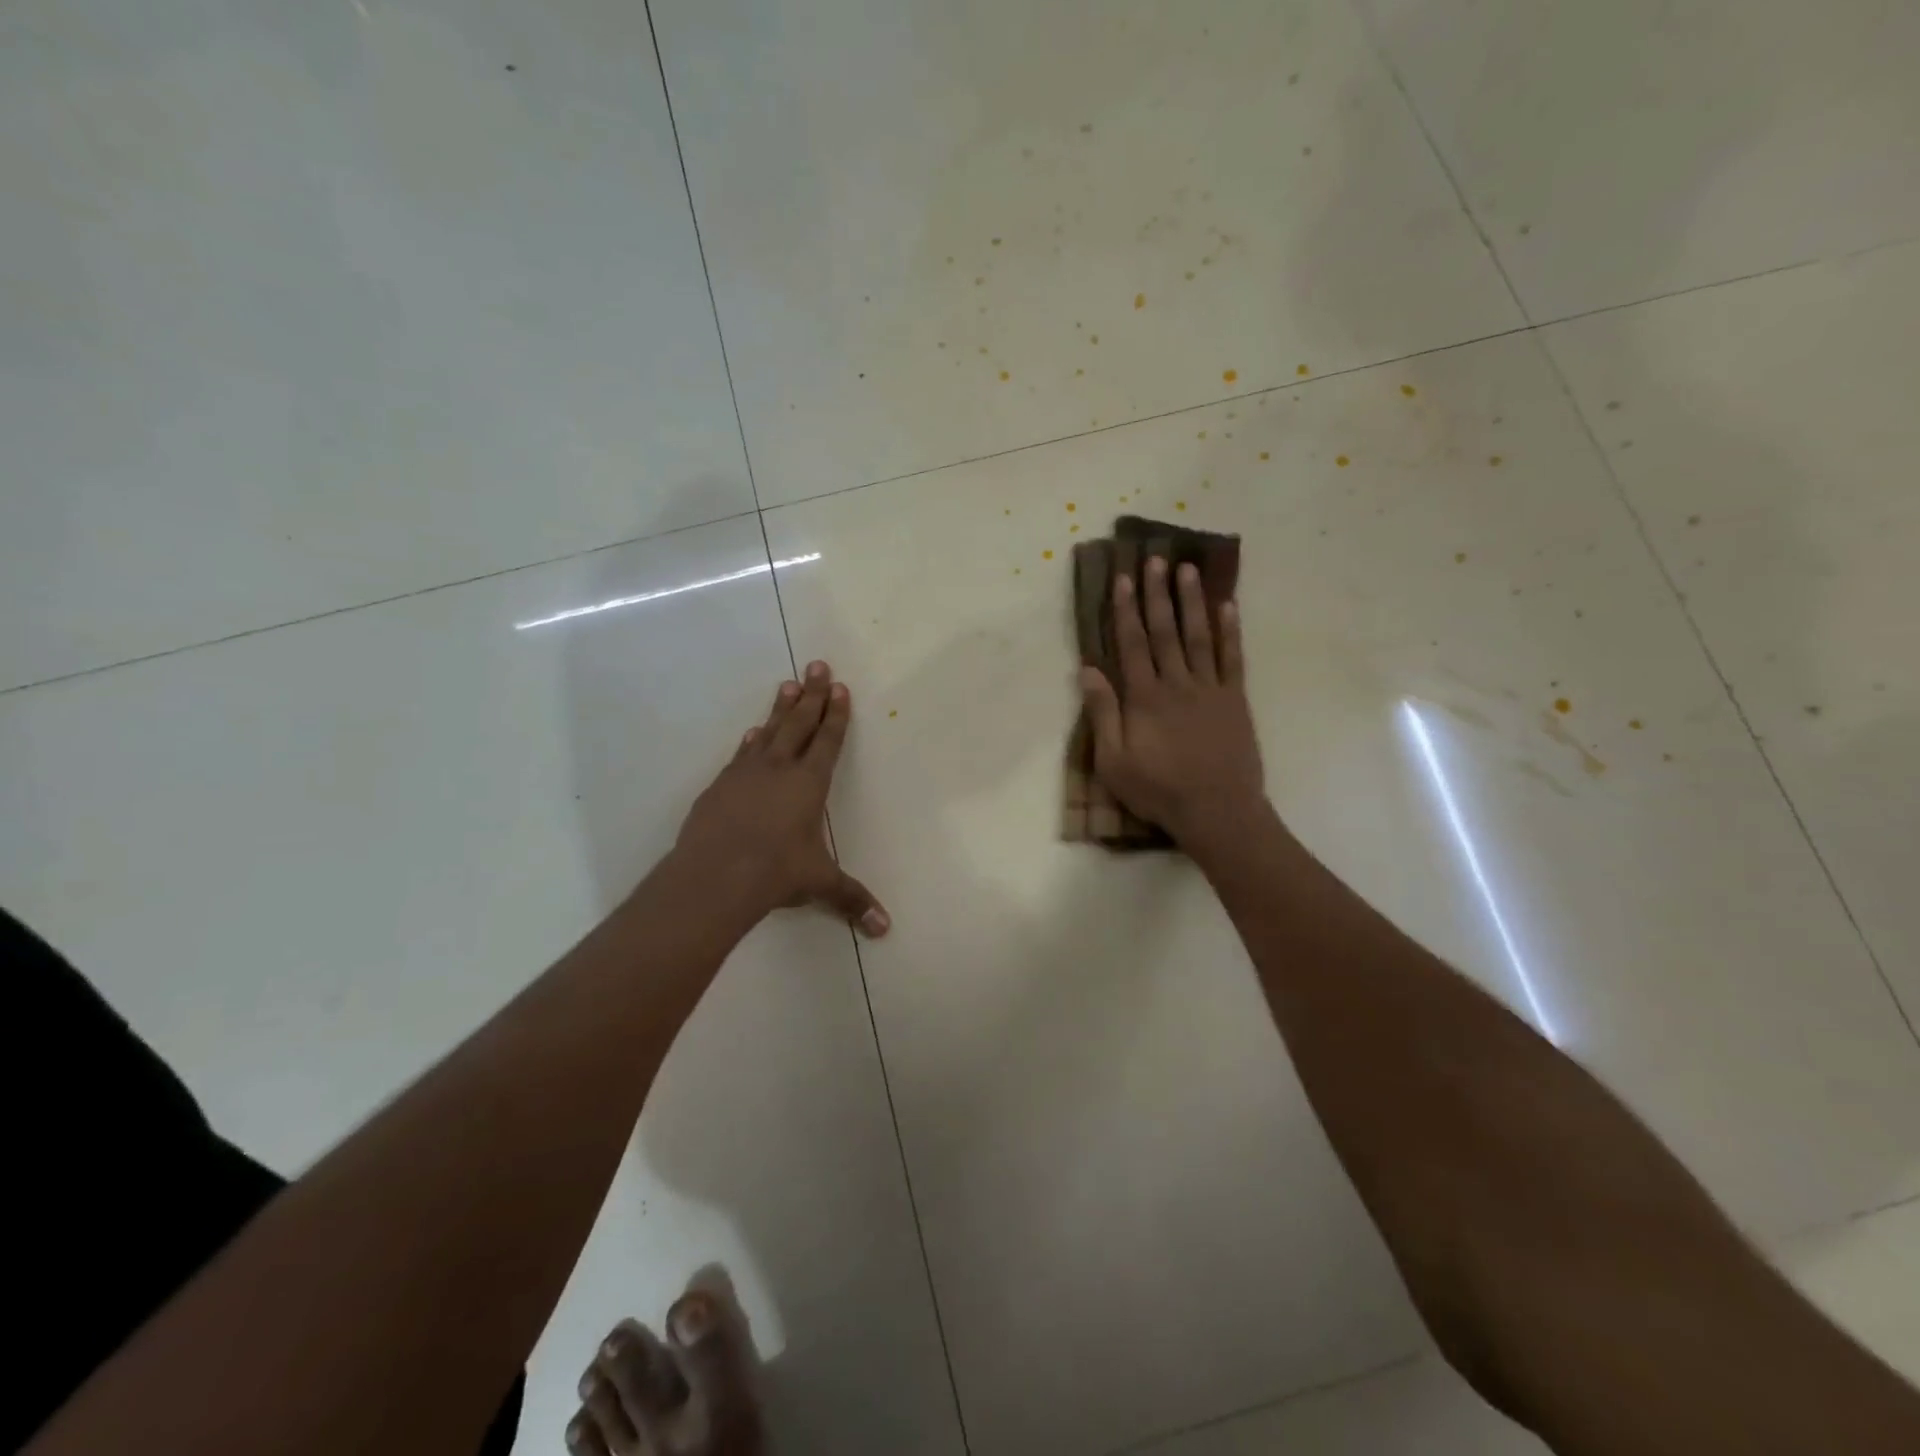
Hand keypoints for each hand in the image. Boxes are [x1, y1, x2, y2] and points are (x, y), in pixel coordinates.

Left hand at [672, 660, 889, 935]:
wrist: (714, 876)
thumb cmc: (776, 873)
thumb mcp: (819, 883)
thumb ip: (852, 899)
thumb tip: (885, 929)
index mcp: (809, 784)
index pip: (828, 741)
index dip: (836, 714)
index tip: (839, 687)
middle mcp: (779, 769)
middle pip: (799, 723)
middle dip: (812, 694)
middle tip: (817, 664)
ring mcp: (746, 774)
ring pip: (769, 731)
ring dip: (781, 709)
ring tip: (787, 684)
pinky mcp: (720, 786)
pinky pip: (741, 754)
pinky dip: (751, 741)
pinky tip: (752, 733)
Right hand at [1080, 557, 1266, 856]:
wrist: (1217, 811)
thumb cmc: (1158, 790)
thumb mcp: (1113, 761)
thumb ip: (1102, 713)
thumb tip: (1088, 669)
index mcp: (1144, 698)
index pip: (1132, 644)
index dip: (1125, 610)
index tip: (1122, 579)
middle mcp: (1177, 684)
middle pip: (1165, 632)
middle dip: (1157, 595)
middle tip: (1154, 560)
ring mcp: (1210, 689)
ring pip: (1199, 637)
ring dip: (1192, 602)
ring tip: (1188, 570)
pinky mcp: (1235, 700)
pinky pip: (1233, 659)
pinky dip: (1231, 632)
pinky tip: (1228, 606)